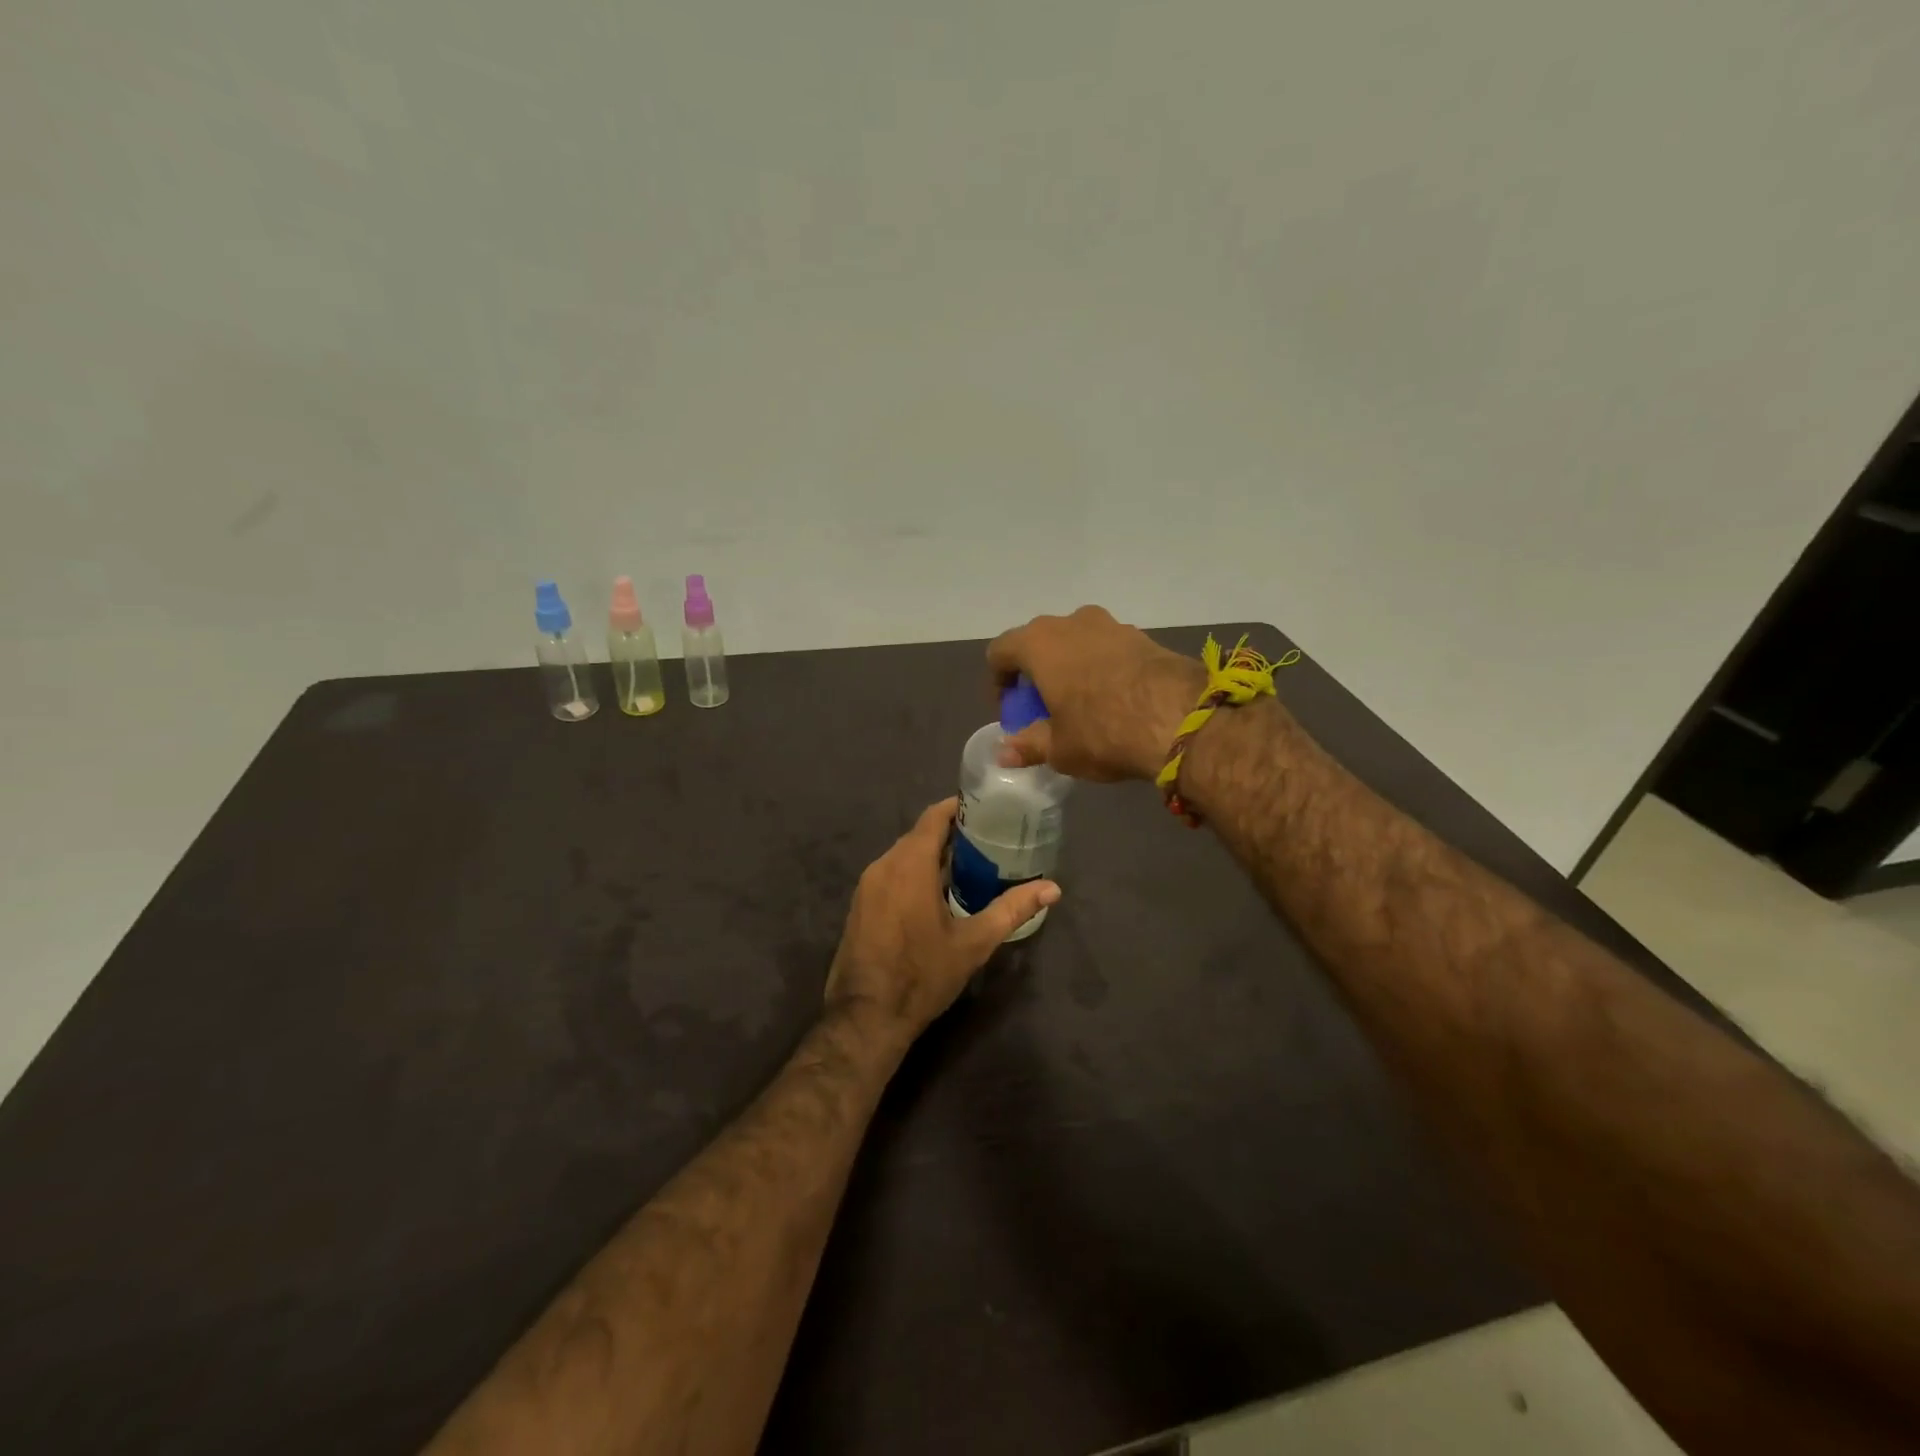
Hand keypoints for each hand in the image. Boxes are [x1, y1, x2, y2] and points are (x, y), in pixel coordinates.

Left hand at [825, 799, 1059, 1043]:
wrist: (865, 1016)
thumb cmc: (922, 974)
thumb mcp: (974, 942)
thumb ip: (1012, 909)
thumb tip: (1053, 888)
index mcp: (909, 864)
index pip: (934, 817)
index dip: (958, 808)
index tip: (986, 809)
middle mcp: (883, 865)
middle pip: (919, 835)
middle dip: (950, 833)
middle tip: (987, 840)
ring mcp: (867, 885)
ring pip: (902, 855)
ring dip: (931, 855)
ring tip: (967, 865)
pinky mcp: (860, 905)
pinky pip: (890, 874)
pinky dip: (913, 873)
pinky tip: (935, 893)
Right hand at [986, 606, 1204, 780]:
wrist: (1181, 718)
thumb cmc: (1103, 731)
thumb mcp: (1059, 748)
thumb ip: (1028, 745)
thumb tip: (1004, 753)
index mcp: (1039, 644)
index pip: (1001, 651)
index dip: (999, 681)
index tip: (1012, 710)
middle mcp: (1071, 623)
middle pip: (1039, 642)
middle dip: (1036, 672)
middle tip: (1043, 707)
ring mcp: (1110, 625)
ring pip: (1076, 642)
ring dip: (1070, 667)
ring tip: (1080, 703)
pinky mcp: (1142, 636)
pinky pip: (1107, 648)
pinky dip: (1101, 668)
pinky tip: (1113, 699)